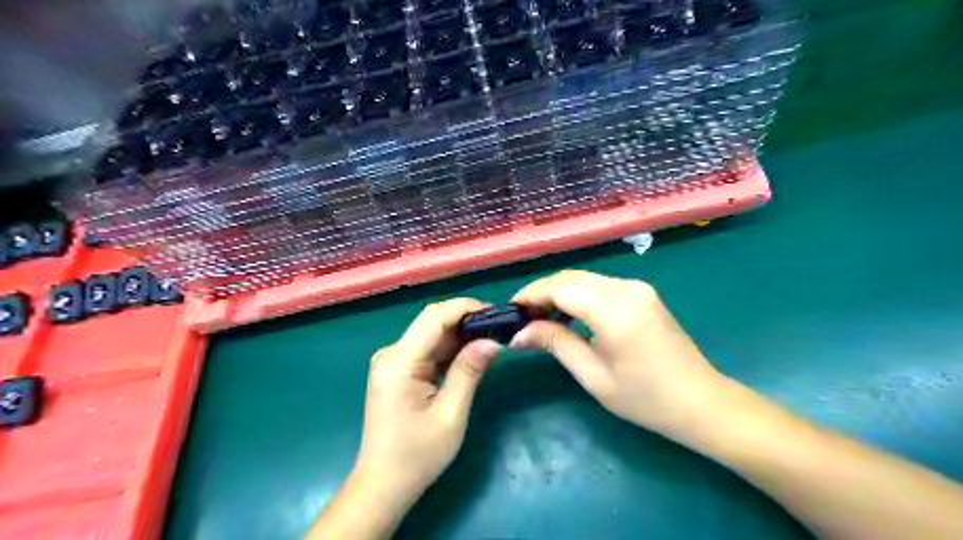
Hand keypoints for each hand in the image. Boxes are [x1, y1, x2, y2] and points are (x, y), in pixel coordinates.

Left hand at [353, 300, 503, 506]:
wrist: (384, 485)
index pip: (434, 317)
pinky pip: (429, 350)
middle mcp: (392, 354)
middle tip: (500, 327)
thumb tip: (493, 340)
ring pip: (433, 335)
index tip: (497, 313)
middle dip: (467, 320)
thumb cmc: (417, 456)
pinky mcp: (399, 371)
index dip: (466, 308)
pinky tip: (473, 353)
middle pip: (433, 322)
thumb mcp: (450, 415)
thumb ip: (469, 372)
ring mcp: (394, 362)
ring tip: (493, 337)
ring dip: (462, 334)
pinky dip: (452, 349)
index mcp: (399, 362)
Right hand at [512, 271, 730, 441]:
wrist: (701, 402)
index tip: (511, 310)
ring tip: (541, 317)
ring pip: (585, 279)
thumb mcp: (593, 375)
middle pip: (571, 277)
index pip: (561, 287)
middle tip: (523, 317)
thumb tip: (519, 332)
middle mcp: (626, 288)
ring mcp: (638, 288)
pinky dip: (579, 295)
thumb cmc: (645, 398)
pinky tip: (570, 315)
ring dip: (559, 292)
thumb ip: (556, 344)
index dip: (532, 294)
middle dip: (543, 292)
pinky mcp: (643, 294)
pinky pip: (601, 286)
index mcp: (614, 310)